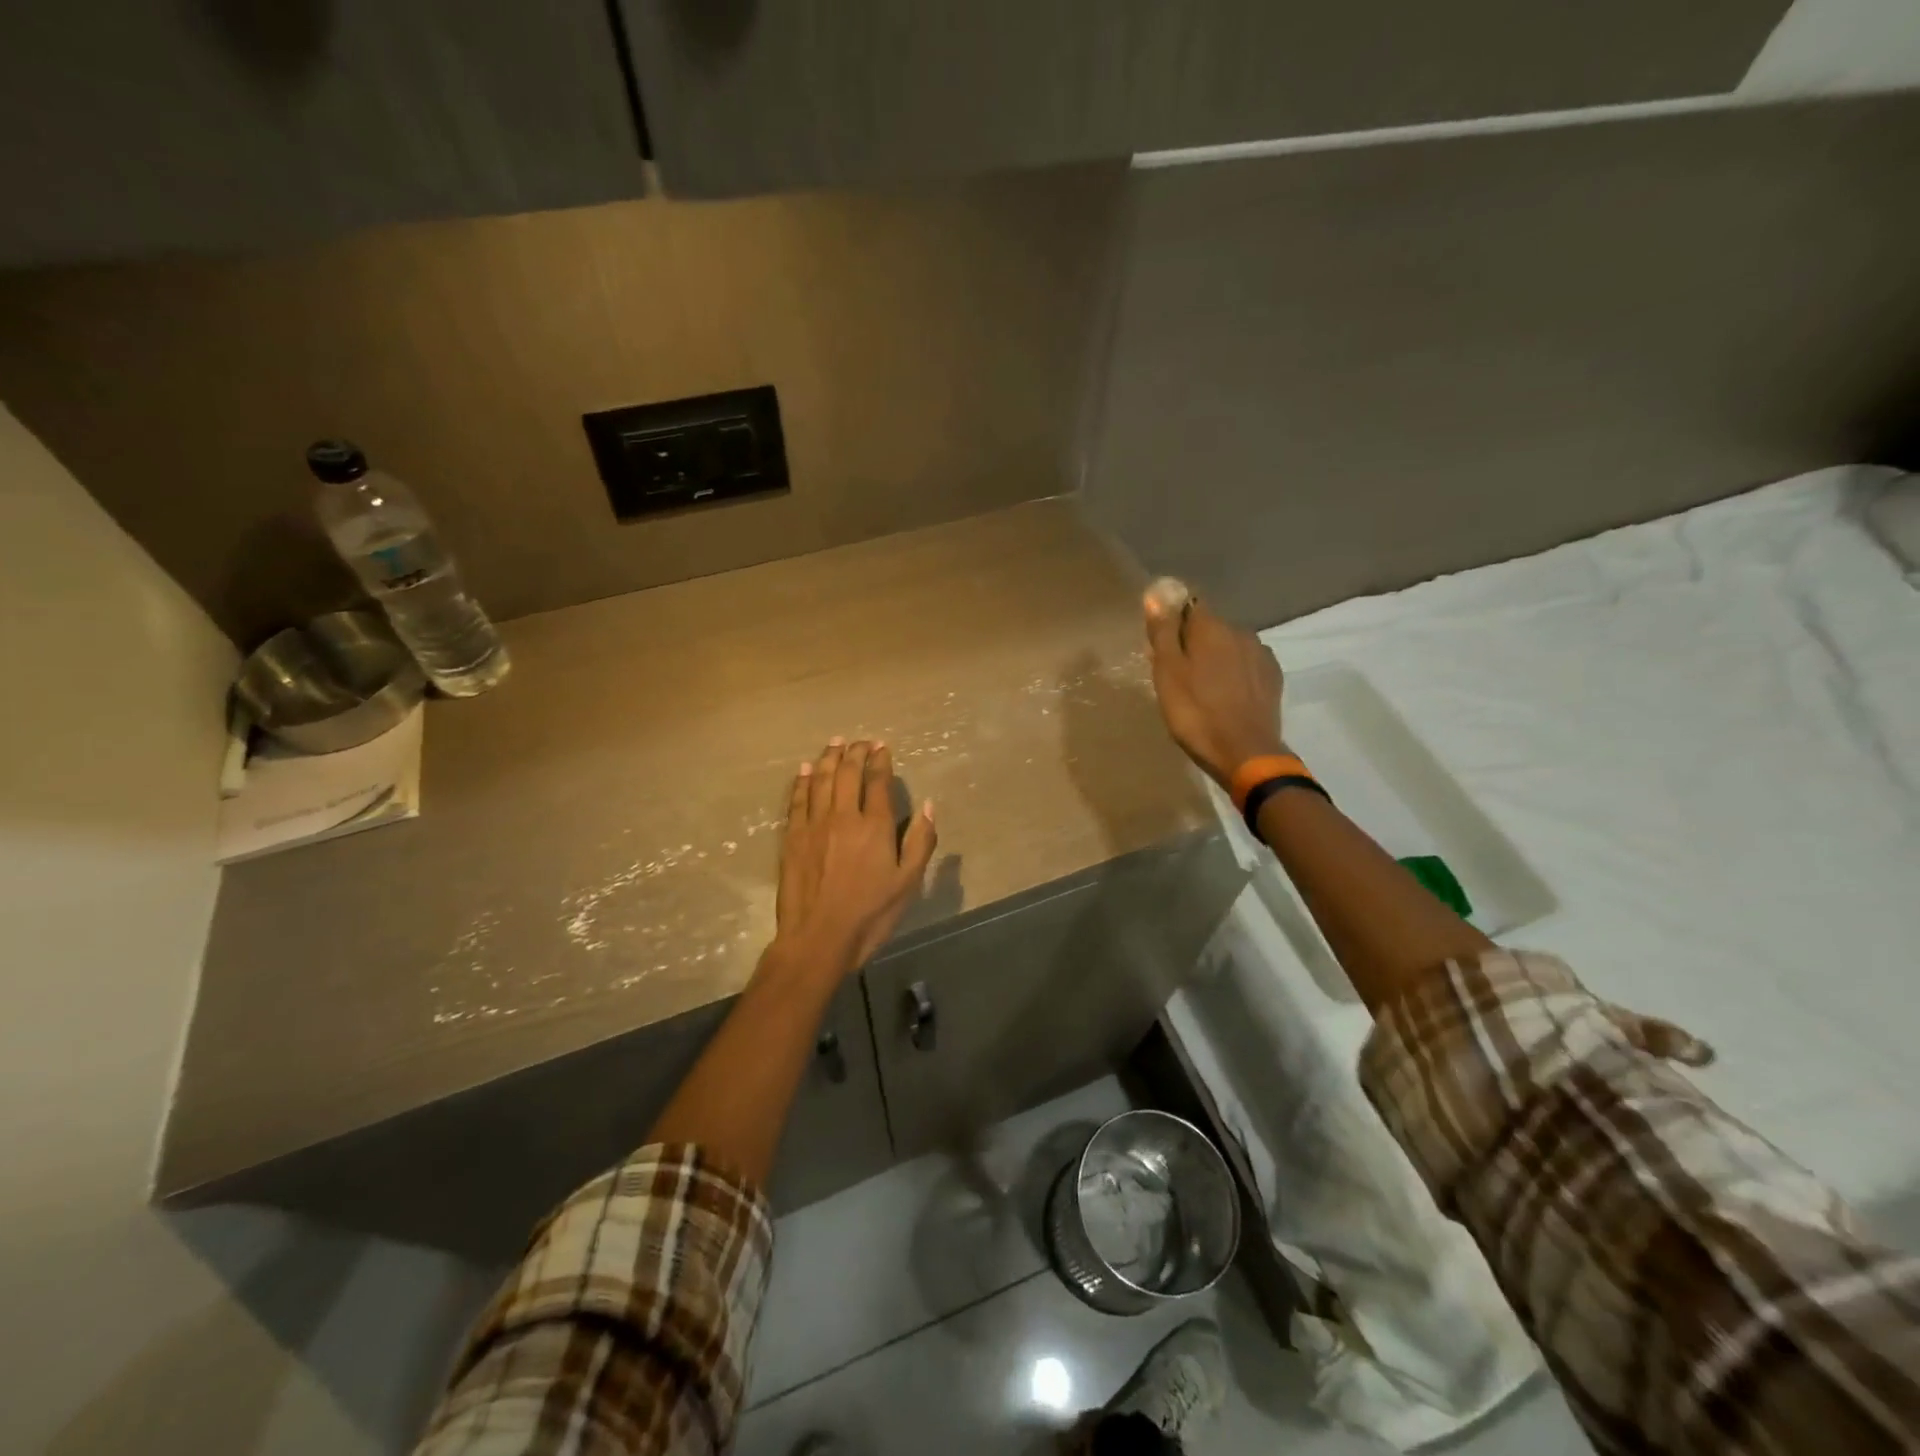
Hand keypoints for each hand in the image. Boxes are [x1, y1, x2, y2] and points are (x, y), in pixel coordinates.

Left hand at [774, 738, 937, 973]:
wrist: (818, 938)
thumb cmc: (870, 914)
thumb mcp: (908, 883)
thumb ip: (920, 842)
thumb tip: (928, 806)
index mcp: (874, 826)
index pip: (877, 781)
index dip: (880, 760)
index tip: (882, 746)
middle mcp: (843, 816)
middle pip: (847, 773)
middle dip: (855, 752)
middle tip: (860, 741)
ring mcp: (814, 825)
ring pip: (820, 780)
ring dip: (828, 758)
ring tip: (835, 743)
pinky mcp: (793, 838)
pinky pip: (796, 800)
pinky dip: (801, 781)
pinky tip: (803, 770)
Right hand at [1144, 586, 1284, 790]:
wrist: (1245, 753)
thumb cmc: (1195, 712)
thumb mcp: (1167, 673)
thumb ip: (1163, 632)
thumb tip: (1156, 594)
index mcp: (1211, 627)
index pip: (1189, 604)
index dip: (1173, 618)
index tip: (1161, 641)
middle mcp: (1240, 631)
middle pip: (1210, 627)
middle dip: (1193, 641)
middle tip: (1176, 671)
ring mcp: (1260, 654)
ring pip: (1229, 646)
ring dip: (1215, 657)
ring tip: (1201, 686)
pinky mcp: (1273, 677)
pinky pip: (1246, 664)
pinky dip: (1234, 672)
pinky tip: (1226, 694)